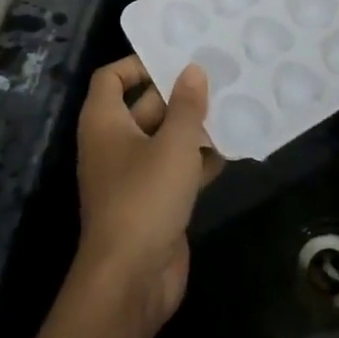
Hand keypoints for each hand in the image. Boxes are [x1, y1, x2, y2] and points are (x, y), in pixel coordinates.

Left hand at [73, 56, 223, 336]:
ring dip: (194, 126)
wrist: (131, 280)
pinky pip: (177, 169)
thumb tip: (193, 69)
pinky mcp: (154, 202)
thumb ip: (186, 105)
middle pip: (144, 106)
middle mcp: (115, 145)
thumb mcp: (172, 145)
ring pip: (165, 139)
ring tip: (233, 105)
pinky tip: (232, 148)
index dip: (138, 63)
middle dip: (179, 94)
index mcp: (105, 124)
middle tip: (219, 76)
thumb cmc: (145, 199)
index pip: (111, 78)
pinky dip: (199, 159)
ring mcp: (134, 176)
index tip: (175, 57)